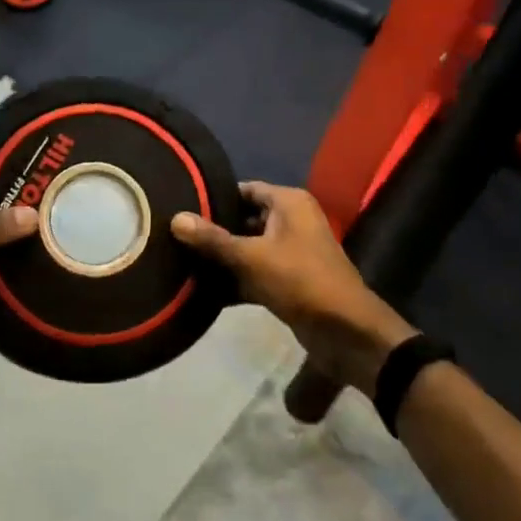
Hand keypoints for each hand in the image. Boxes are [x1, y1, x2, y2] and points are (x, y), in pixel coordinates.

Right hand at [171, 182, 414, 397]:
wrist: (345, 332)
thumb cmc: (300, 280)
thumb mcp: (251, 257)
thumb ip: (212, 239)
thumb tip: (175, 218)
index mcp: (289, 203)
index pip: (244, 189)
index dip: (214, 198)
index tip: (182, 206)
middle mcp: (291, 220)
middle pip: (243, 218)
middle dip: (214, 230)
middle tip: (176, 237)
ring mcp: (290, 252)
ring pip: (247, 247)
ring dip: (222, 258)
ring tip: (182, 261)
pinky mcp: (288, 280)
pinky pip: (254, 272)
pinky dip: (234, 279)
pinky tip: (202, 290)